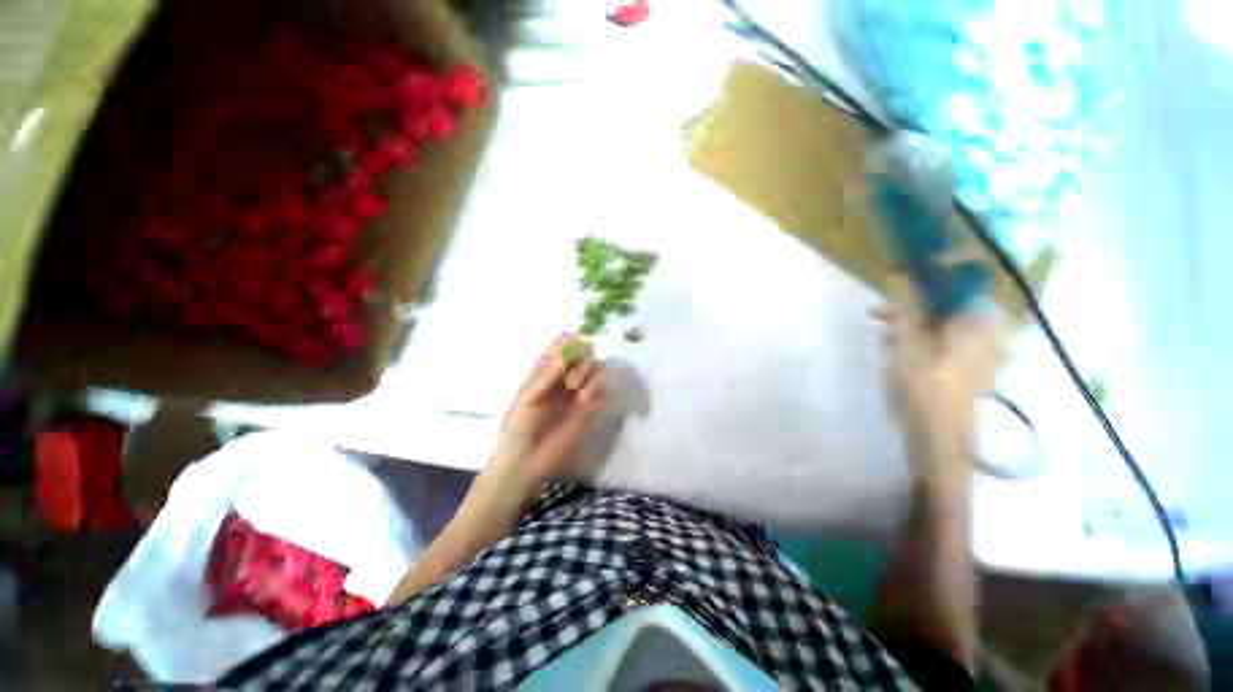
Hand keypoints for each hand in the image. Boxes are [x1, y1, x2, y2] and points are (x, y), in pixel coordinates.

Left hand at [495, 334, 606, 487]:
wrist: (526, 463)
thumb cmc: (518, 427)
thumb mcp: (527, 396)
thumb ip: (548, 372)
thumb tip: (570, 344)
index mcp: (546, 369)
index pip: (563, 343)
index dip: (571, 341)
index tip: (574, 348)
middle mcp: (565, 376)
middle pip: (586, 352)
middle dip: (583, 360)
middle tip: (571, 381)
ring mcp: (579, 392)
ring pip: (598, 368)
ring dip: (591, 375)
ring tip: (579, 393)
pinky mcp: (591, 408)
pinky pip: (603, 390)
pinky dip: (598, 390)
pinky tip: (586, 403)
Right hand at [874, 275, 1000, 484]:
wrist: (942, 439)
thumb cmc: (924, 388)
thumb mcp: (906, 345)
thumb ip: (903, 310)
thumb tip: (897, 275)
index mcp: (978, 323)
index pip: (960, 283)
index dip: (930, 276)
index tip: (902, 277)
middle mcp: (988, 333)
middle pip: (950, 307)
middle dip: (914, 308)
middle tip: (880, 316)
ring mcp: (984, 354)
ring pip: (947, 327)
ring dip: (915, 326)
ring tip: (884, 336)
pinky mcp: (975, 370)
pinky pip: (950, 344)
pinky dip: (925, 342)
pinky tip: (901, 352)